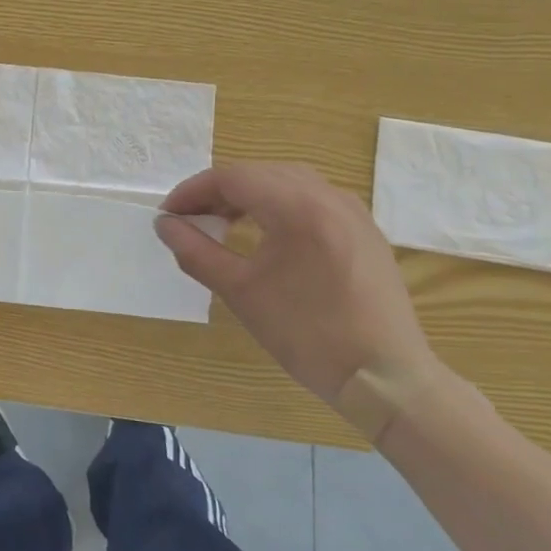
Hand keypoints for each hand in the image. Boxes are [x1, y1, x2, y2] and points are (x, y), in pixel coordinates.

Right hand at [154, 162, 435, 406]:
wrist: (386, 377)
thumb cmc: (307, 334)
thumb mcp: (240, 292)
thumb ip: (196, 251)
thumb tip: (164, 225)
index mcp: (297, 207)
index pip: (232, 178)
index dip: (193, 191)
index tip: (168, 215)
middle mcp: (328, 196)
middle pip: (259, 173)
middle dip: (218, 191)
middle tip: (190, 219)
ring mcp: (352, 211)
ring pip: (288, 181)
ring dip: (250, 194)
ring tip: (224, 222)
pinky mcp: (365, 230)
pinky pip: (313, 198)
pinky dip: (280, 204)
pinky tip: (268, 232)